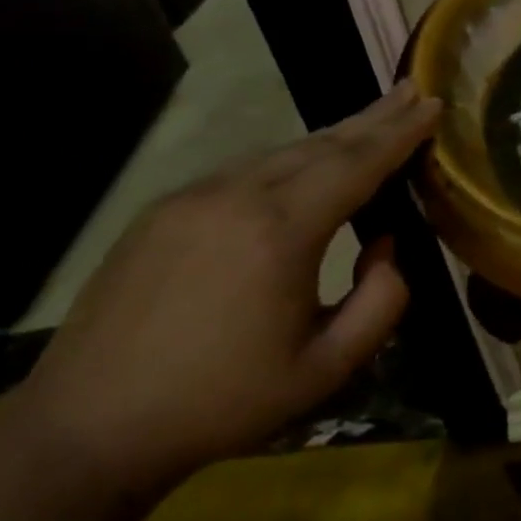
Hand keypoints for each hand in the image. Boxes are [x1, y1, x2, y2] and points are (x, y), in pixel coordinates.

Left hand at [15, 83, 441, 491]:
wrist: (87, 428)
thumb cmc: (222, 402)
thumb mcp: (327, 367)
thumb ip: (381, 301)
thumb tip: (385, 245)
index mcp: (281, 232)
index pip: (357, 165)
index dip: (400, 133)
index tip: (433, 104)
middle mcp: (235, 198)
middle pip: (321, 144)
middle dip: (373, 118)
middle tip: (413, 92)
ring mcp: (191, 199)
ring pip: (280, 153)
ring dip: (333, 138)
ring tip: (371, 125)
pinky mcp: (162, 212)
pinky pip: (243, 171)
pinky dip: (289, 161)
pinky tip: (306, 168)